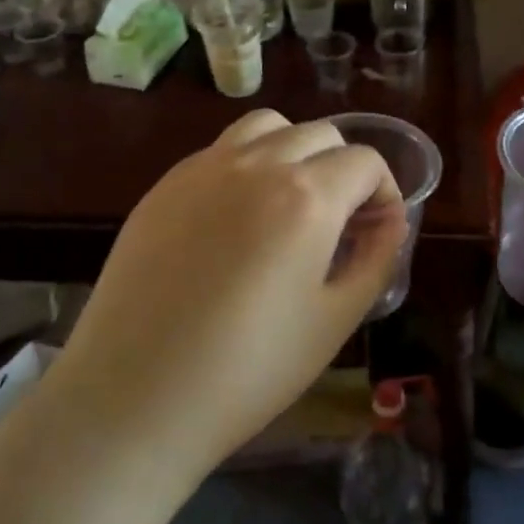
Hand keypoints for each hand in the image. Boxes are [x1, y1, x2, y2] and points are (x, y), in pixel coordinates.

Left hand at [52, 110, 405, 474]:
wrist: (134, 395)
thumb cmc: (248, 369)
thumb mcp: (335, 320)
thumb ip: (376, 258)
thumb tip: (389, 221)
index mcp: (307, 196)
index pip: (365, 161)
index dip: (385, 192)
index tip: (377, 231)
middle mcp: (257, 164)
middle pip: (320, 134)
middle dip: (345, 169)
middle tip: (341, 223)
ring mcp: (204, 168)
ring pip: (267, 127)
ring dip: (295, 151)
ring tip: (290, 202)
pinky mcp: (165, 185)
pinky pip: (221, 151)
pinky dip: (248, 164)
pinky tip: (237, 219)